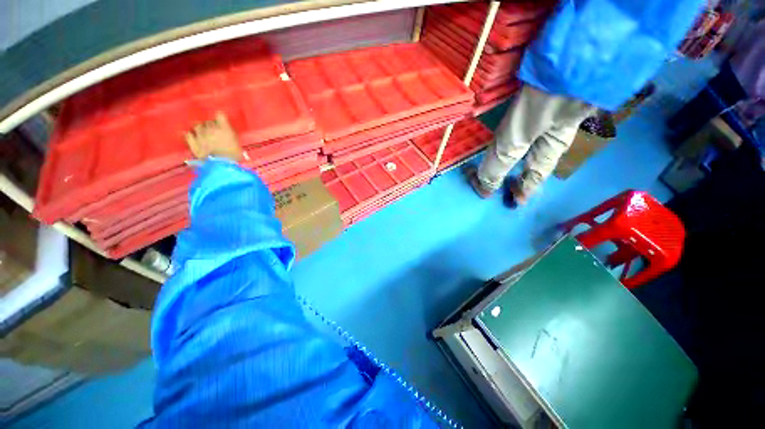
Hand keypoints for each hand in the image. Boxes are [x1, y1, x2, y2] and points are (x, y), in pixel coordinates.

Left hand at [185, 112, 243, 161]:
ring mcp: (200, 135)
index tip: (222, 122)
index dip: (220, 118)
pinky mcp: (193, 143)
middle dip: (210, 125)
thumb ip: (231, 137)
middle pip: (208, 121)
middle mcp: (211, 128)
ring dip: (200, 128)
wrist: (222, 166)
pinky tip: (190, 135)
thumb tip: (228, 134)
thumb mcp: (238, 146)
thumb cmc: (235, 157)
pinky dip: (189, 134)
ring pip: (197, 126)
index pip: (220, 115)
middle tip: (213, 131)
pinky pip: (188, 134)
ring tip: (202, 133)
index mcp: (224, 128)